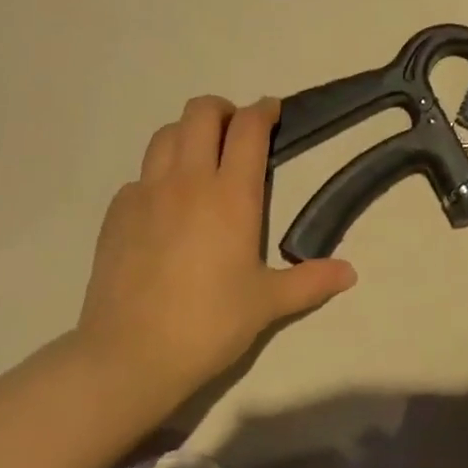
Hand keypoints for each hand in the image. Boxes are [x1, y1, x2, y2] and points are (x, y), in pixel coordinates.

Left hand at [73, 96, 356, 402]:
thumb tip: (350, 273)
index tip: (272, 111)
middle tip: (235, 132)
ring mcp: (147, 193)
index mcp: (231, 194)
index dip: (264, 110)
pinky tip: (162, 205)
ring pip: (165, 134)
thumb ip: (310, 282)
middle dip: (222, 110)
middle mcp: (189, 180)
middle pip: (201, 112)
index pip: (249, 128)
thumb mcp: (267, 304)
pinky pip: (138, 176)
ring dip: (186, 134)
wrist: (128, 358)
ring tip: (199, 158)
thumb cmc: (208, 324)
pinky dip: (156, 176)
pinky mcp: (117, 213)